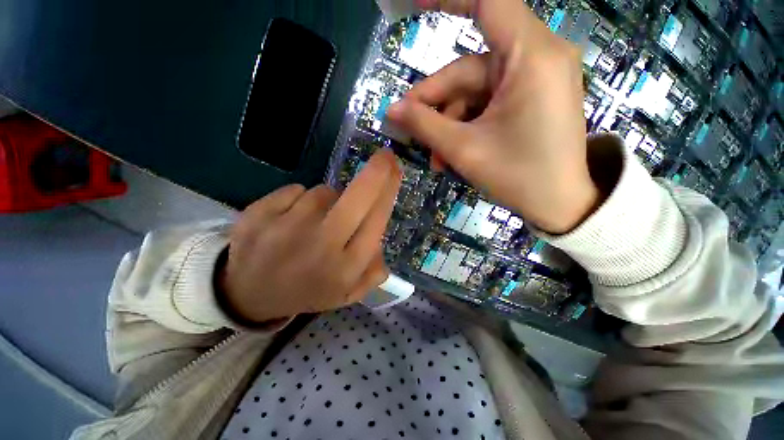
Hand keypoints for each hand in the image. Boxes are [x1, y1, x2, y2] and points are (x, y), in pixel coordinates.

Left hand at [219, 149, 401, 322]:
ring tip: (315, 221)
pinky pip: (295, 190)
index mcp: (345, 267)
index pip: (377, 220)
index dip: (389, 191)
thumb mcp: (346, 293)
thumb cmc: (306, 291)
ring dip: (329, 199)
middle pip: (358, 197)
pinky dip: (299, 199)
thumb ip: (372, 272)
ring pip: (324, 192)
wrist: (246, 296)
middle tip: (385, 156)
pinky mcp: (258, 214)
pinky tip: (290, 219)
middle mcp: (321, 246)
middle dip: (377, 172)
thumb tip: (380, 240)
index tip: (396, 170)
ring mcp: (287, 228)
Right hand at [387, 0, 598, 233]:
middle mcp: (536, 58)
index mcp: (530, 57)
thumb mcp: (464, 150)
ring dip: (449, 124)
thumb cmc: (518, 177)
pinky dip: (466, 126)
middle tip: (408, 129)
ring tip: (436, 158)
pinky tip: (452, 154)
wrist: (560, 204)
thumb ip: (425, 125)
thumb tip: (392, 110)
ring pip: (474, 93)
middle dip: (435, 104)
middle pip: (468, 69)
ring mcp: (534, 80)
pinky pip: (487, 105)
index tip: (412, 5)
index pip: (487, 2)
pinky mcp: (530, 99)